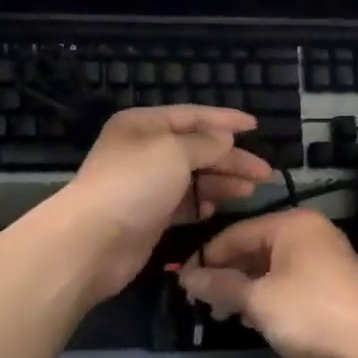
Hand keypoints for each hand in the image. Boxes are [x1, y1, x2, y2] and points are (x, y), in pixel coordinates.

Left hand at [60, 106, 274, 301]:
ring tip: (250, 191)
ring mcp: (146, 185)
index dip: (225, 120)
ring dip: (222, 182)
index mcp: (144, 125)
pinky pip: (182, 204)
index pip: (192, 116)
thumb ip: (205, 143)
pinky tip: (216, 209)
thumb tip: (224, 138)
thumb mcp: (174, 152)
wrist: (93, 241)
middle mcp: (144, 151)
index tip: (256, 127)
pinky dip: (200, 204)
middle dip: (231, 159)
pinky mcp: (149, 216)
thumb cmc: (134, 184)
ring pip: (193, 178)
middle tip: (264, 172)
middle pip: (196, 149)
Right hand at [177, 209, 357, 357]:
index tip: (182, 282)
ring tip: (224, 315)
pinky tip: (253, 318)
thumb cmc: (308, 312)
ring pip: (271, 267)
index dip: (206, 258)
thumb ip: (220, 286)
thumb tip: (186, 278)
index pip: (236, 233)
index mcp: (291, 224)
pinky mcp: (332, 282)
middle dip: (226, 276)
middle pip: (254, 249)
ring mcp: (325, 257)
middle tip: (201, 302)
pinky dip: (268, 295)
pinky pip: (289, 280)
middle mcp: (309, 232)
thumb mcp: (257, 300)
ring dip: (245, 289)